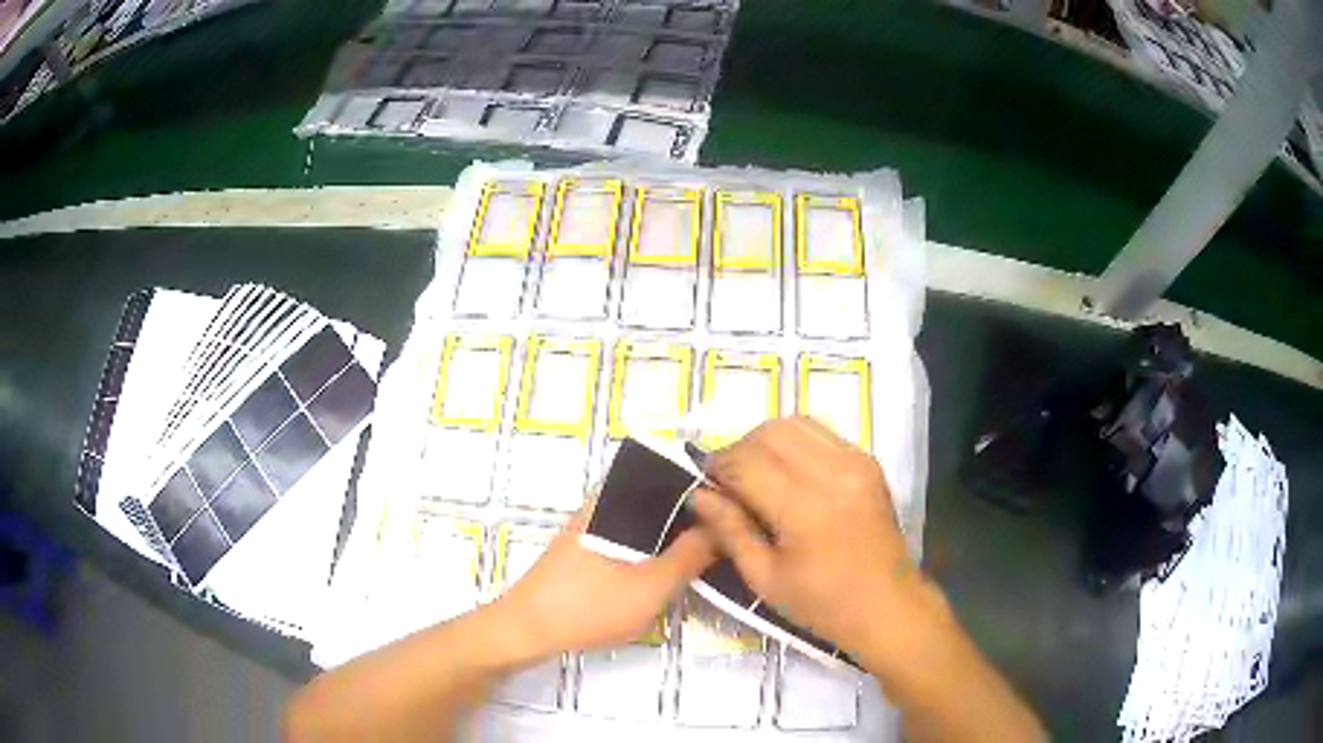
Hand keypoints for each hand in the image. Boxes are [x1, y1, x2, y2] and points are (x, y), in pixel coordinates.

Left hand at [490, 498, 715, 663]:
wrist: (526, 630)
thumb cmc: (588, 607)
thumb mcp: (650, 587)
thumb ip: (689, 556)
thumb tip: (724, 525)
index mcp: (616, 500)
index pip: (670, 474)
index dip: (705, 487)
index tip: (737, 505)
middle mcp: (603, 503)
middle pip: (658, 494)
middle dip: (694, 511)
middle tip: (729, 531)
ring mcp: (593, 524)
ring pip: (645, 516)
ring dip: (674, 529)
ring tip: (709, 547)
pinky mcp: (588, 546)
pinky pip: (631, 533)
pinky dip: (655, 543)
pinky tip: (671, 564)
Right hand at [691, 416, 920, 658]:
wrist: (888, 606)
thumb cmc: (823, 604)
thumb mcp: (765, 578)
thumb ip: (729, 530)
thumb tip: (698, 494)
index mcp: (805, 507)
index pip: (746, 461)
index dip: (717, 468)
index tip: (706, 486)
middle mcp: (833, 471)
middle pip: (769, 432)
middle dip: (739, 450)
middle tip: (728, 482)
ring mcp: (855, 461)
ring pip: (795, 423)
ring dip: (765, 441)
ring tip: (756, 474)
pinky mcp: (868, 461)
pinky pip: (820, 433)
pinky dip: (794, 442)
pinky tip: (788, 473)